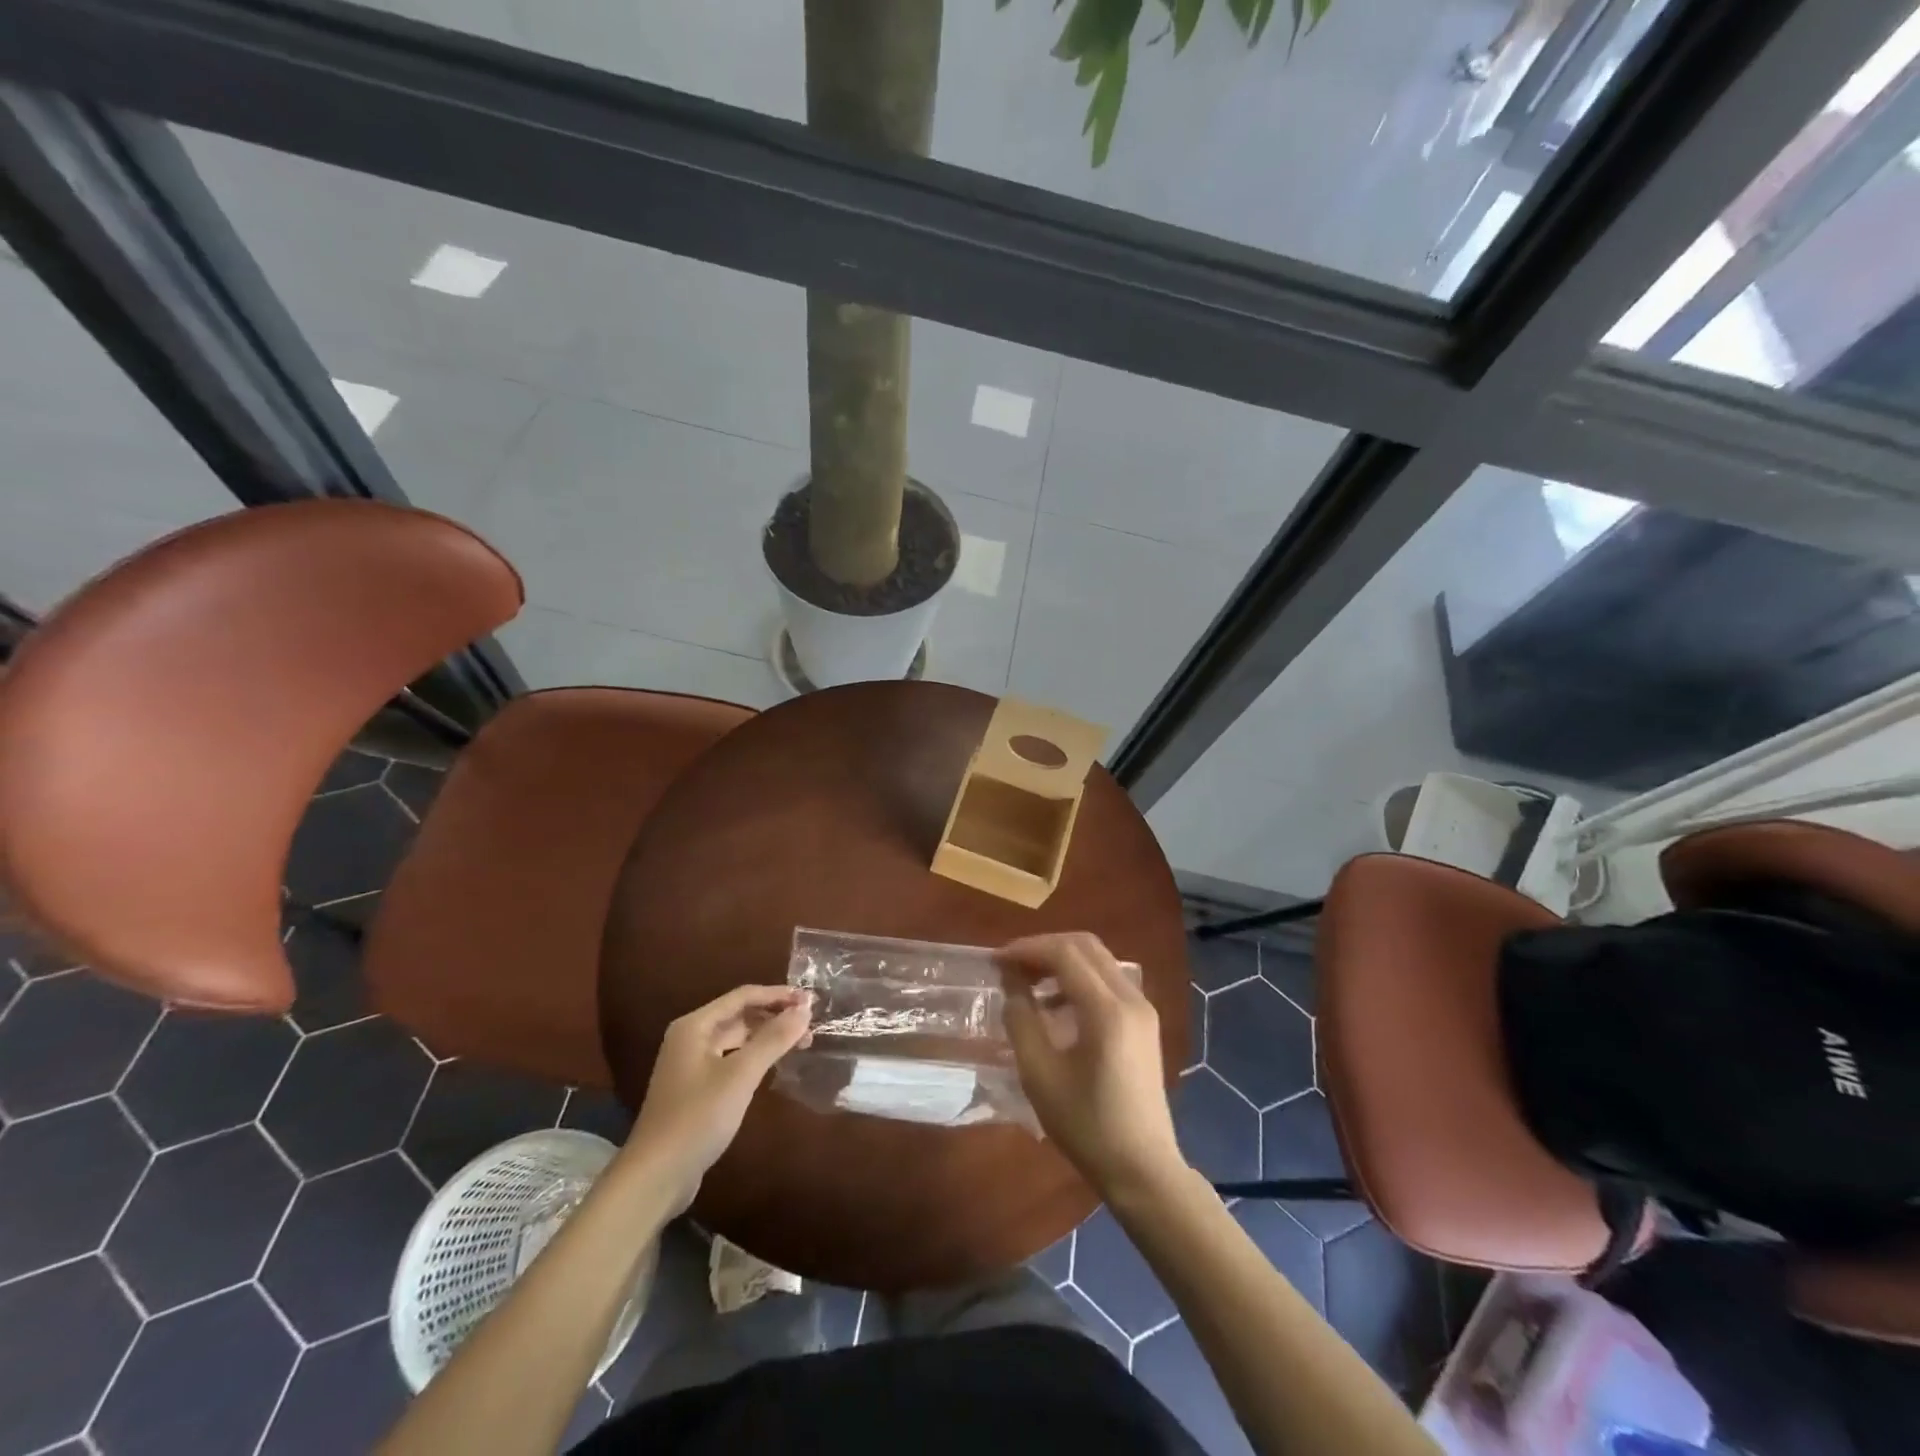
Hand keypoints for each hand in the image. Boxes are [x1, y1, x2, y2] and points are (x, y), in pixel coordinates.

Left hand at [625, 985, 811, 1210]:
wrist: (655, 1176)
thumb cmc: (698, 1117)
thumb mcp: (740, 1075)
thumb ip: (773, 1039)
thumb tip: (805, 1009)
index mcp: (695, 1026)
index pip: (743, 996)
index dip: (778, 995)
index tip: (810, 1001)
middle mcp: (691, 1038)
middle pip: (739, 1015)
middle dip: (774, 1016)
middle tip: (810, 1024)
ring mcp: (691, 1065)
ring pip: (737, 1039)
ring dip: (767, 1037)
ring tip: (800, 1043)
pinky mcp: (696, 1089)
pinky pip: (732, 1060)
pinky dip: (755, 1057)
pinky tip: (774, 1066)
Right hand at [999, 933, 1184, 1197]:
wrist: (1143, 1169)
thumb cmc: (1087, 1126)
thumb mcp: (1040, 1075)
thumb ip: (1021, 1021)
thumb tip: (1011, 984)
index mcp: (1107, 1010)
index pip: (1065, 953)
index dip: (1027, 949)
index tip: (996, 960)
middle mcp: (1131, 998)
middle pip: (1085, 945)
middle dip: (1044, 947)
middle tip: (1010, 965)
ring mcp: (1142, 1008)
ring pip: (1098, 959)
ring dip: (1061, 960)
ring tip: (1027, 982)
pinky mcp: (1144, 1022)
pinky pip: (1108, 980)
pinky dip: (1078, 977)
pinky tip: (1054, 1003)